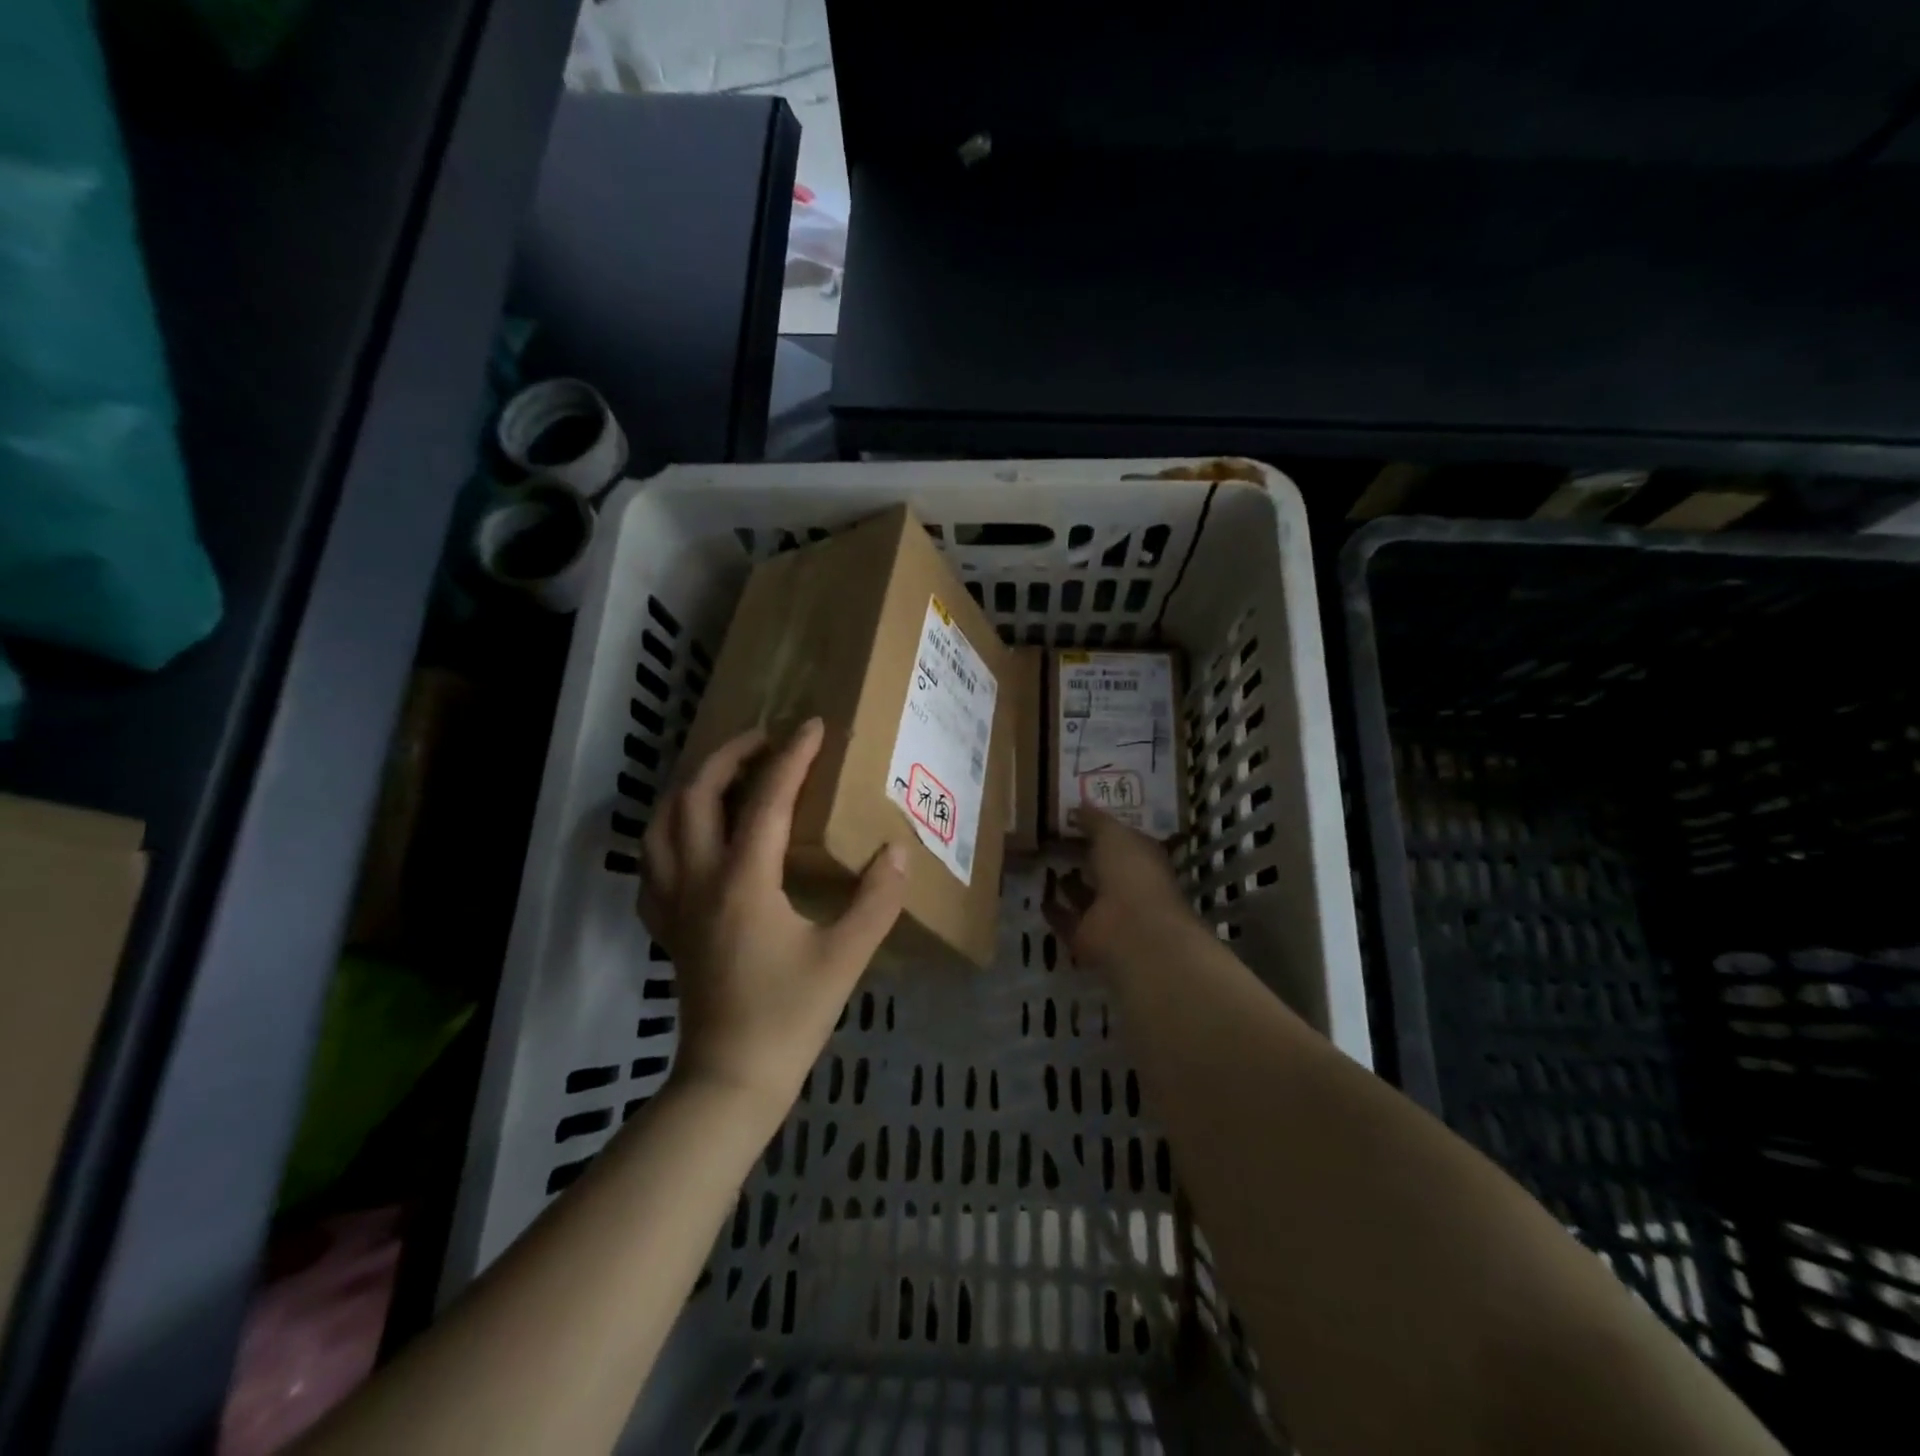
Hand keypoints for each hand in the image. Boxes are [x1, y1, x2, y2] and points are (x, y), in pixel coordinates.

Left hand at [639, 719, 907, 1117]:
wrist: (730, 1081)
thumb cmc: (788, 1017)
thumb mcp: (845, 958)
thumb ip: (875, 900)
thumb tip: (896, 849)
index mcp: (743, 881)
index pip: (767, 799)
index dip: (792, 757)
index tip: (813, 725)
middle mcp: (699, 879)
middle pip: (696, 795)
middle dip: (729, 756)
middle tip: (763, 740)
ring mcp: (674, 903)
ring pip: (662, 824)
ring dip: (691, 787)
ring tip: (724, 776)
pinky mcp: (666, 927)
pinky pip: (653, 865)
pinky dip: (668, 836)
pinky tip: (693, 840)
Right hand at [1043, 806, 1190, 965]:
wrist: (1132, 930)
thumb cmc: (1131, 872)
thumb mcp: (1113, 834)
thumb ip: (1095, 820)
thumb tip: (1079, 805)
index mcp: (1143, 859)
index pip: (1122, 840)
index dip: (1102, 828)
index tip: (1075, 815)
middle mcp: (1128, 886)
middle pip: (1103, 867)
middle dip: (1084, 855)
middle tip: (1053, 837)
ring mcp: (1109, 914)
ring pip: (1085, 895)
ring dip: (1069, 883)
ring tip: (1043, 863)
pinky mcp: (1087, 937)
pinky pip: (1067, 920)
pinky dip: (1055, 910)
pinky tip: (1039, 895)